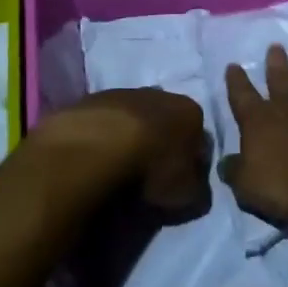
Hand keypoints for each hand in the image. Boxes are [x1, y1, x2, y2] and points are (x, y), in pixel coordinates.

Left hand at [31, 89, 208, 216]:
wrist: (97, 148)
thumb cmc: (151, 169)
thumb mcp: (187, 193)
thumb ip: (196, 186)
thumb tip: (193, 184)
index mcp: (190, 112)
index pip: (197, 135)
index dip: (189, 159)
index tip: (177, 179)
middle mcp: (160, 95)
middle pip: (164, 120)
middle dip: (158, 142)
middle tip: (146, 173)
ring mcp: (123, 93)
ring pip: (131, 117)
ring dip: (128, 136)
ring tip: (116, 167)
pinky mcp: (90, 100)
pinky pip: (102, 122)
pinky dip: (101, 137)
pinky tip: (94, 157)